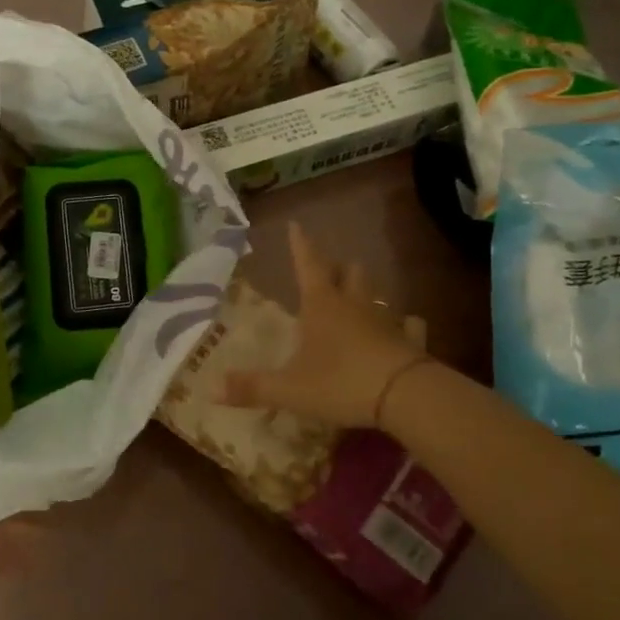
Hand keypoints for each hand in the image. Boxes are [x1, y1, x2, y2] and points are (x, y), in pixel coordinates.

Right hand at [220, 223, 430, 430]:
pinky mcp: (409, 341)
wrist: (404, 395)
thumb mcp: (290, 389)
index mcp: (321, 305)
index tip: (296, 225)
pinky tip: (404, 329)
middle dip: (339, 268)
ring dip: (366, 293)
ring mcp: (386, 320)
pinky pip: (408, 326)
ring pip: (376, 295)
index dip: (300, 245)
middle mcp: (354, 305)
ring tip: (359, 299)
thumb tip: (210, 389)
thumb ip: (252, 388)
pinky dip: (404, 325)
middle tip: (331, 270)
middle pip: (349, 272)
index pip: (307, 265)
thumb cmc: (340, 382)